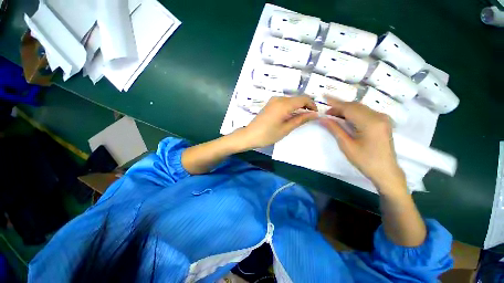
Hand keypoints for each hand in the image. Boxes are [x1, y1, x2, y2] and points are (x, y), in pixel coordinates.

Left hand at [237, 96, 318, 149]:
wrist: (249, 136)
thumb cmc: (268, 134)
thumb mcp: (286, 128)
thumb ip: (300, 119)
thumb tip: (314, 114)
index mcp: (284, 104)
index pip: (304, 99)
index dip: (312, 105)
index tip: (315, 114)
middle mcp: (278, 99)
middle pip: (297, 99)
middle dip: (305, 106)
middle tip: (309, 118)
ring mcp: (273, 101)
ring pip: (291, 100)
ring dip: (298, 107)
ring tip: (300, 118)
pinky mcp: (269, 104)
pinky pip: (284, 103)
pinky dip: (290, 108)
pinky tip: (290, 116)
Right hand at [320, 97, 405, 194]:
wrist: (385, 171)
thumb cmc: (365, 160)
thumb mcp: (346, 145)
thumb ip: (334, 129)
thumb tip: (322, 118)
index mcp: (371, 123)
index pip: (349, 108)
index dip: (335, 103)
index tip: (323, 98)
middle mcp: (379, 116)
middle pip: (355, 106)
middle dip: (339, 107)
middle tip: (326, 112)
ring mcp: (382, 118)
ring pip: (360, 108)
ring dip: (346, 109)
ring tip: (333, 115)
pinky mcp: (382, 121)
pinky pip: (365, 112)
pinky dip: (353, 113)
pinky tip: (345, 117)